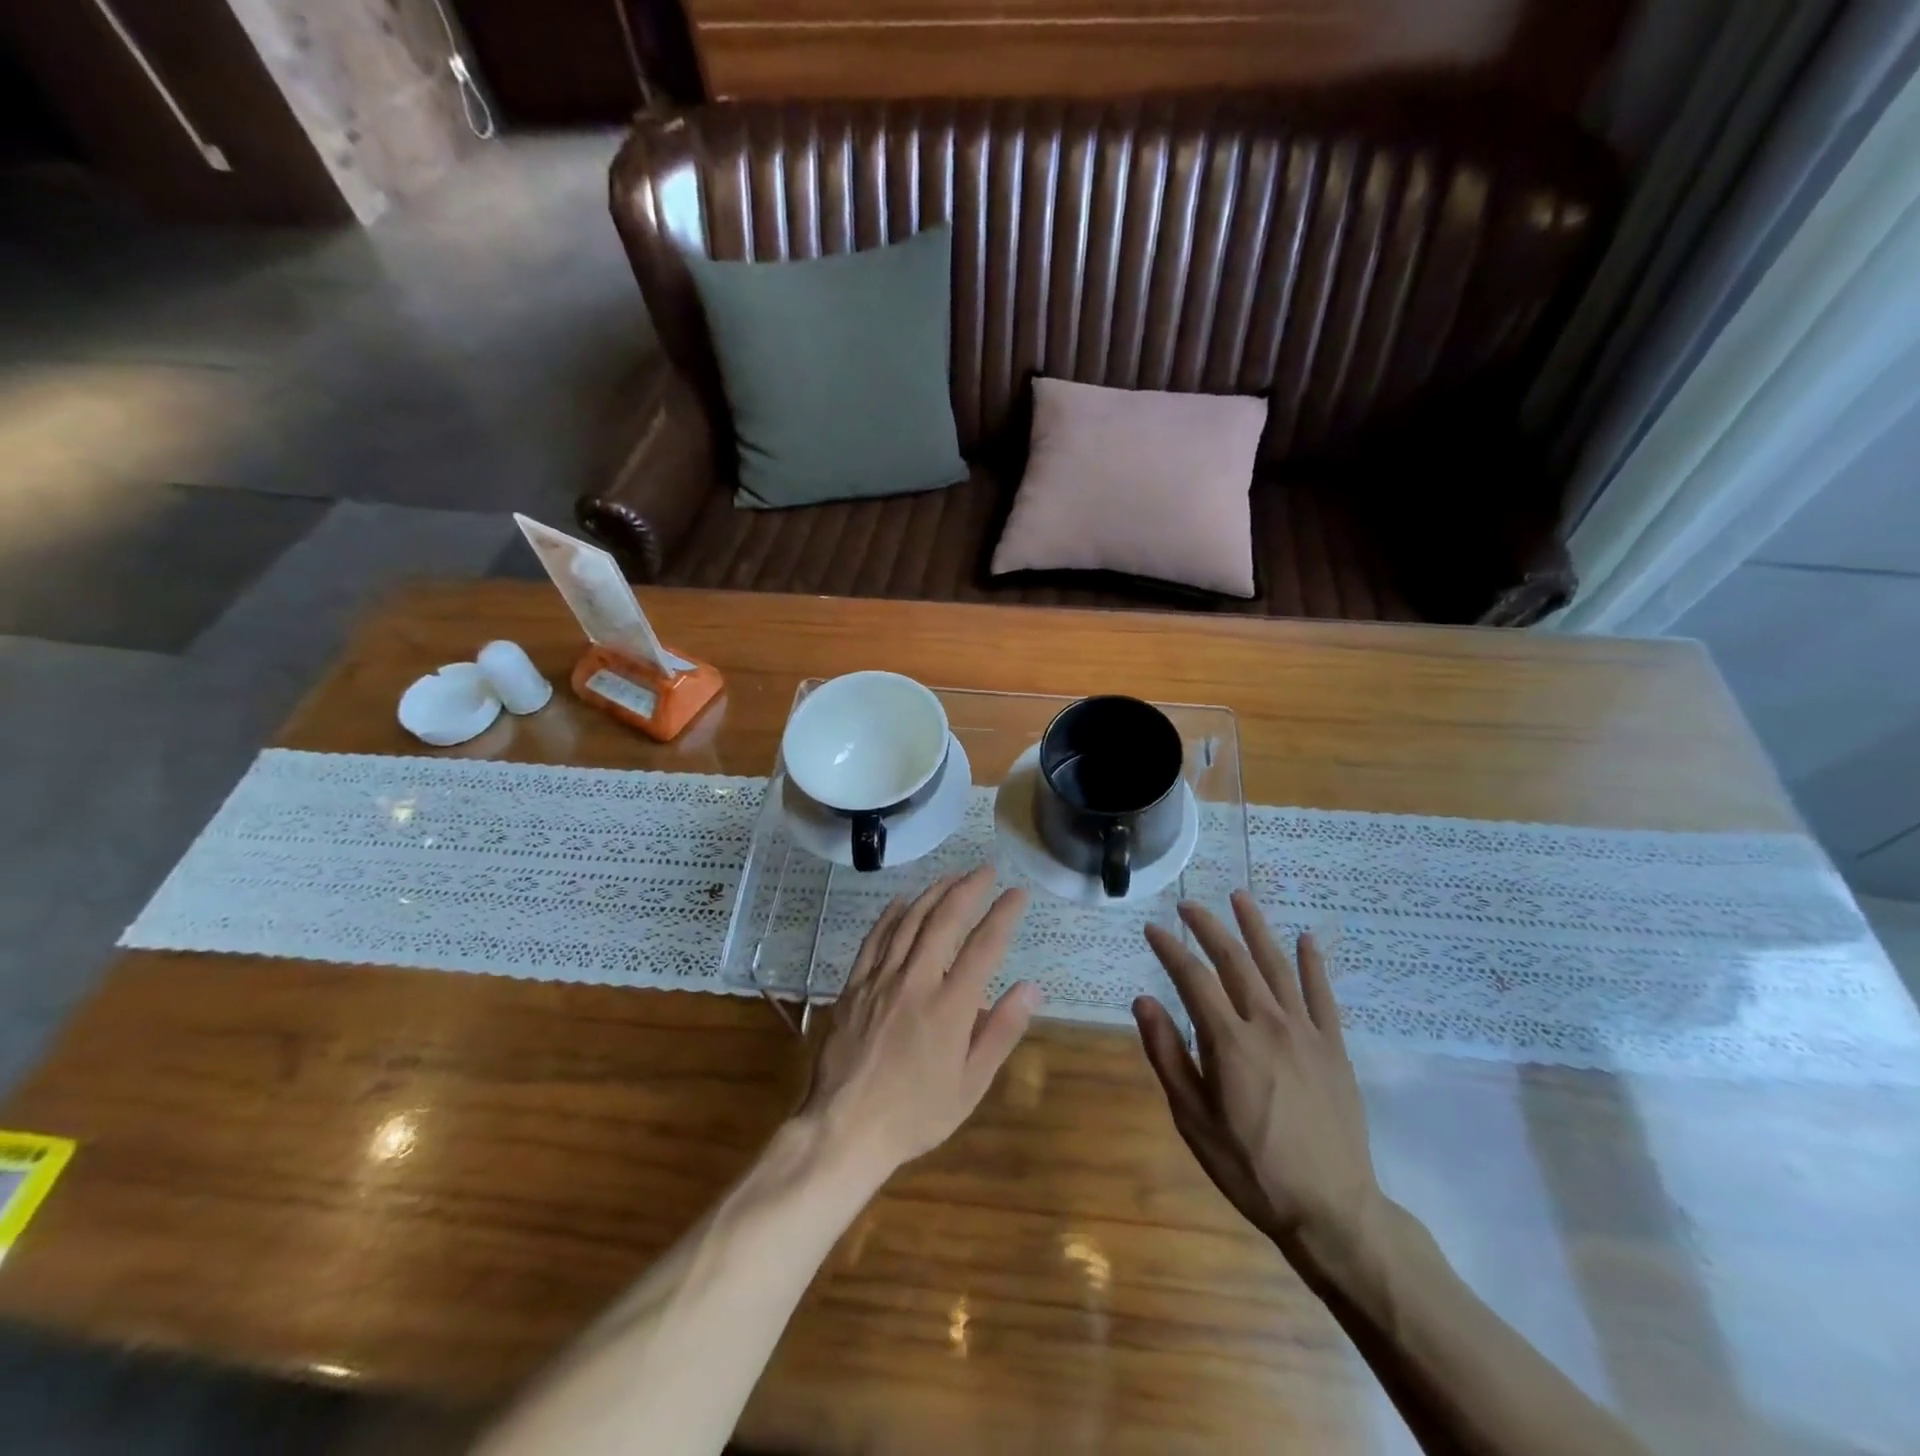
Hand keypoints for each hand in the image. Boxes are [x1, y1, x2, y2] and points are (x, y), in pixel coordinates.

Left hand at [798, 866, 1039, 1182]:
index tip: (1017, 893)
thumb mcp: (970, 1085)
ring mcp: (881, 979)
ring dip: (933, 893)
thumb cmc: (915, 1113)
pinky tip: (902, 901)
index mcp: (950, 1006)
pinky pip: (875, 938)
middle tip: (986, 870)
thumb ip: (1001, 1032)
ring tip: (952, 877)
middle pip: (945, 920)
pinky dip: (892, 915)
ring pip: (910, 921)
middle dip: (969, 889)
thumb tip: (1030, 987)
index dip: (1003, 914)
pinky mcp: (854, 985)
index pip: (984, 945)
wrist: (844, 1128)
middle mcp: (916, 981)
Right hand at [1136, 891, 1382, 1263]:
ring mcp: (1306, 1033)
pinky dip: (1313, 964)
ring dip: (1256, 928)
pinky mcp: (1333, 1047)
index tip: (1152, 929)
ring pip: (1277, 966)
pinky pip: (1323, 995)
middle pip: (1234, 960)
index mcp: (1229, 1041)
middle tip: (1188, 905)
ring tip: (1240, 898)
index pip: (1193, 978)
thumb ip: (1167, 1055)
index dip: (1170, 949)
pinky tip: (1306, 939)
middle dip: (1208, 927)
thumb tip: (1143, 1001)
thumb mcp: (1192, 1120)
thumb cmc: (1250, 1168)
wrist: (1332, 1211)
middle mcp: (1268, 1024)